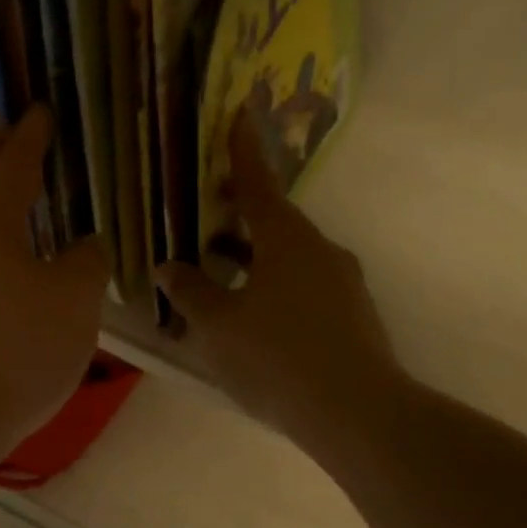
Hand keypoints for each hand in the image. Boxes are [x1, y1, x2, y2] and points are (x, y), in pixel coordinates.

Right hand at [157, 117, 406, 462]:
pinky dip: (270, 286)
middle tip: (204, 216)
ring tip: (215, 272)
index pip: (259, 186)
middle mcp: (320, 252)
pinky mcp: (350, 316)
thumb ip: (191, 291)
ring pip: (287, 258)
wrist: (355, 413)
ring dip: (252, 258)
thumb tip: (171, 266)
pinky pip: (301, 287)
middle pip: (274, 223)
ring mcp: (341, 285)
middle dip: (238, 218)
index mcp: (288, 241)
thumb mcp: (217, 324)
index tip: (239, 114)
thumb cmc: (275, 357)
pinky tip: (248, 316)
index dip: (243, 152)